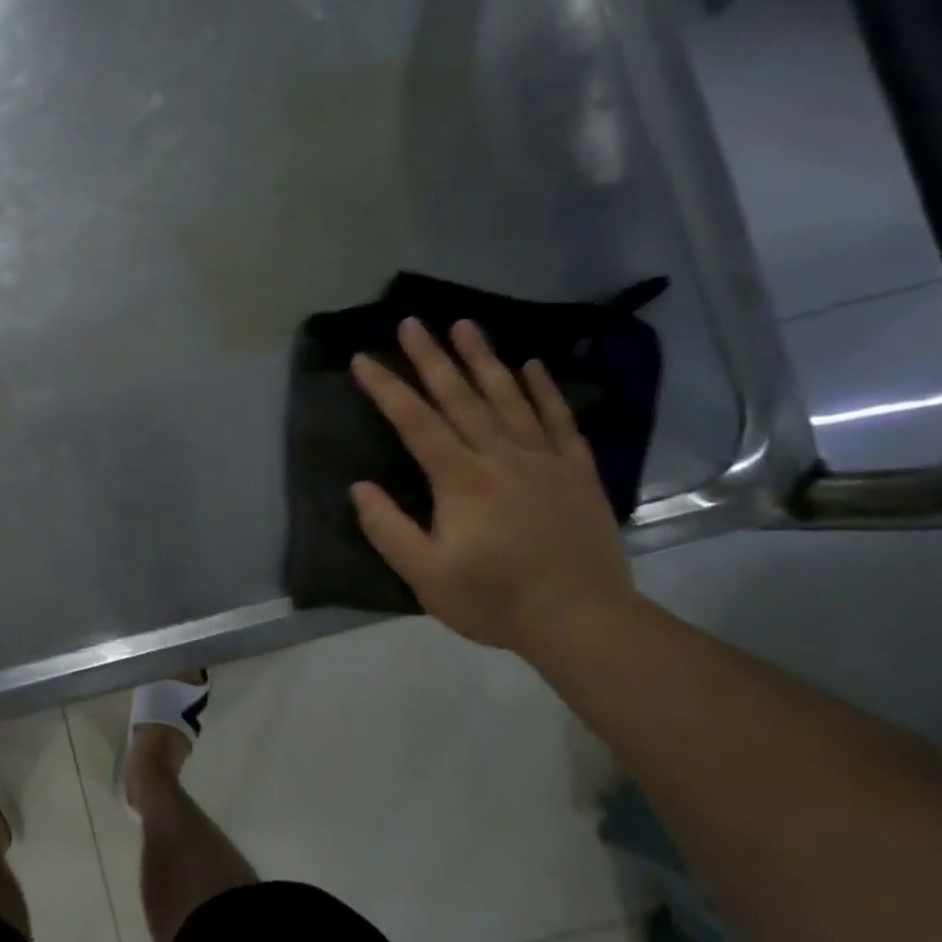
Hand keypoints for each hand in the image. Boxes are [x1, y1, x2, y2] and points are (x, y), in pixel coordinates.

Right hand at [349, 319, 638, 656]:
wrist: (582, 620)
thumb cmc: (494, 599)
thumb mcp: (425, 575)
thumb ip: (388, 529)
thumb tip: (359, 487)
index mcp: (460, 481)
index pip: (415, 423)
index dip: (386, 389)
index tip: (363, 360)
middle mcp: (501, 457)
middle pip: (461, 397)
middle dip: (432, 357)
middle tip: (412, 321)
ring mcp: (544, 460)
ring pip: (509, 397)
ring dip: (484, 358)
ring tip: (465, 325)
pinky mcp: (577, 471)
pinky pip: (558, 419)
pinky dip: (545, 389)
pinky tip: (533, 364)